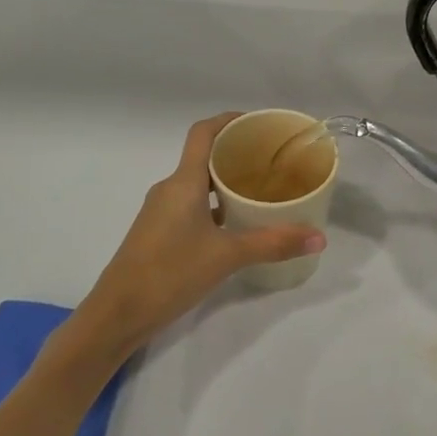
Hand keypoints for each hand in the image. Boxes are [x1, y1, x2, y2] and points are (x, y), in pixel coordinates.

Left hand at [77, 114, 324, 358]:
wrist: (117, 315)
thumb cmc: (169, 273)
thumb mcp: (227, 257)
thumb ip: (273, 244)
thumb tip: (319, 238)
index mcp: (183, 182)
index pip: (203, 133)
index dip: (229, 120)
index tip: (259, 123)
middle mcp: (170, 189)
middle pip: (205, 157)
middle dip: (237, 153)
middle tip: (273, 160)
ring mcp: (161, 212)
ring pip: (199, 184)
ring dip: (227, 182)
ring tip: (262, 190)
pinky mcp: (158, 232)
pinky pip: (192, 206)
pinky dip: (215, 206)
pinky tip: (237, 224)